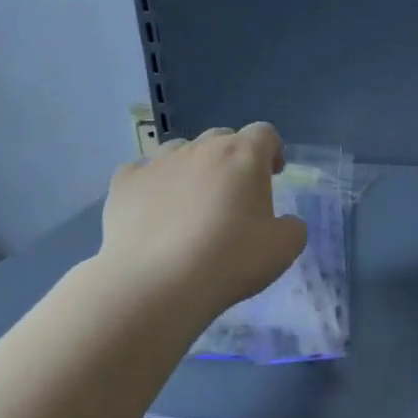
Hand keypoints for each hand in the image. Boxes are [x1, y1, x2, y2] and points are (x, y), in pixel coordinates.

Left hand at [100, 124, 307, 322]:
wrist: (155, 284)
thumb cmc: (229, 260)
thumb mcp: (283, 250)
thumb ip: (292, 227)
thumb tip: (285, 222)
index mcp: (243, 156)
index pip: (264, 133)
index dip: (272, 150)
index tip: (273, 174)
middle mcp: (200, 148)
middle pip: (222, 138)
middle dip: (233, 159)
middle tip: (235, 194)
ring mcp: (158, 162)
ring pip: (181, 151)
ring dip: (193, 168)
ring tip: (193, 203)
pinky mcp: (124, 183)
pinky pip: (143, 172)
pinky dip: (154, 185)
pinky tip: (154, 212)